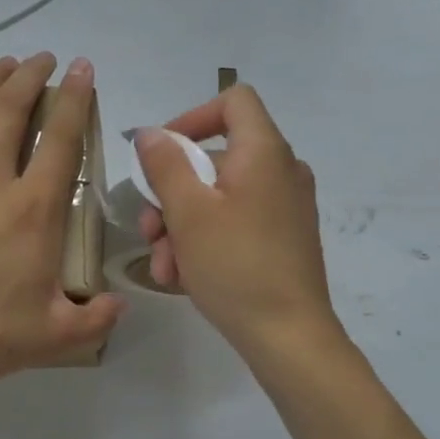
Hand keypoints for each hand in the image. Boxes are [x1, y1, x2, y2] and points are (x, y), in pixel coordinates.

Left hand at [0, 54, 123, 406]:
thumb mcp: (49, 337)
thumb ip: (93, 319)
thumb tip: (122, 306)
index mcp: (32, 208)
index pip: (63, 138)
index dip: (78, 98)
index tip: (83, 69)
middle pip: (13, 109)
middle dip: (32, 76)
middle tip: (43, 59)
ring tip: (4, 62)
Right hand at [135, 85, 340, 359]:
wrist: (289, 337)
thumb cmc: (236, 266)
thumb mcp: (188, 212)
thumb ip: (165, 164)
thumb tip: (151, 134)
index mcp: (264, 152)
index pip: (233, 101)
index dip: (192, 117)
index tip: (161, 153)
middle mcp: (281, 170)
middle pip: (216, 157)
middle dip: (173, 192)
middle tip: (150, 230)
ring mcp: (285, 206)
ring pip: (220, 196)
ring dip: (182, 225)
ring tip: (164, 266)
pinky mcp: (283, 238)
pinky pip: (237, 222)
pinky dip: (207, 240)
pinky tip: (183, 277)